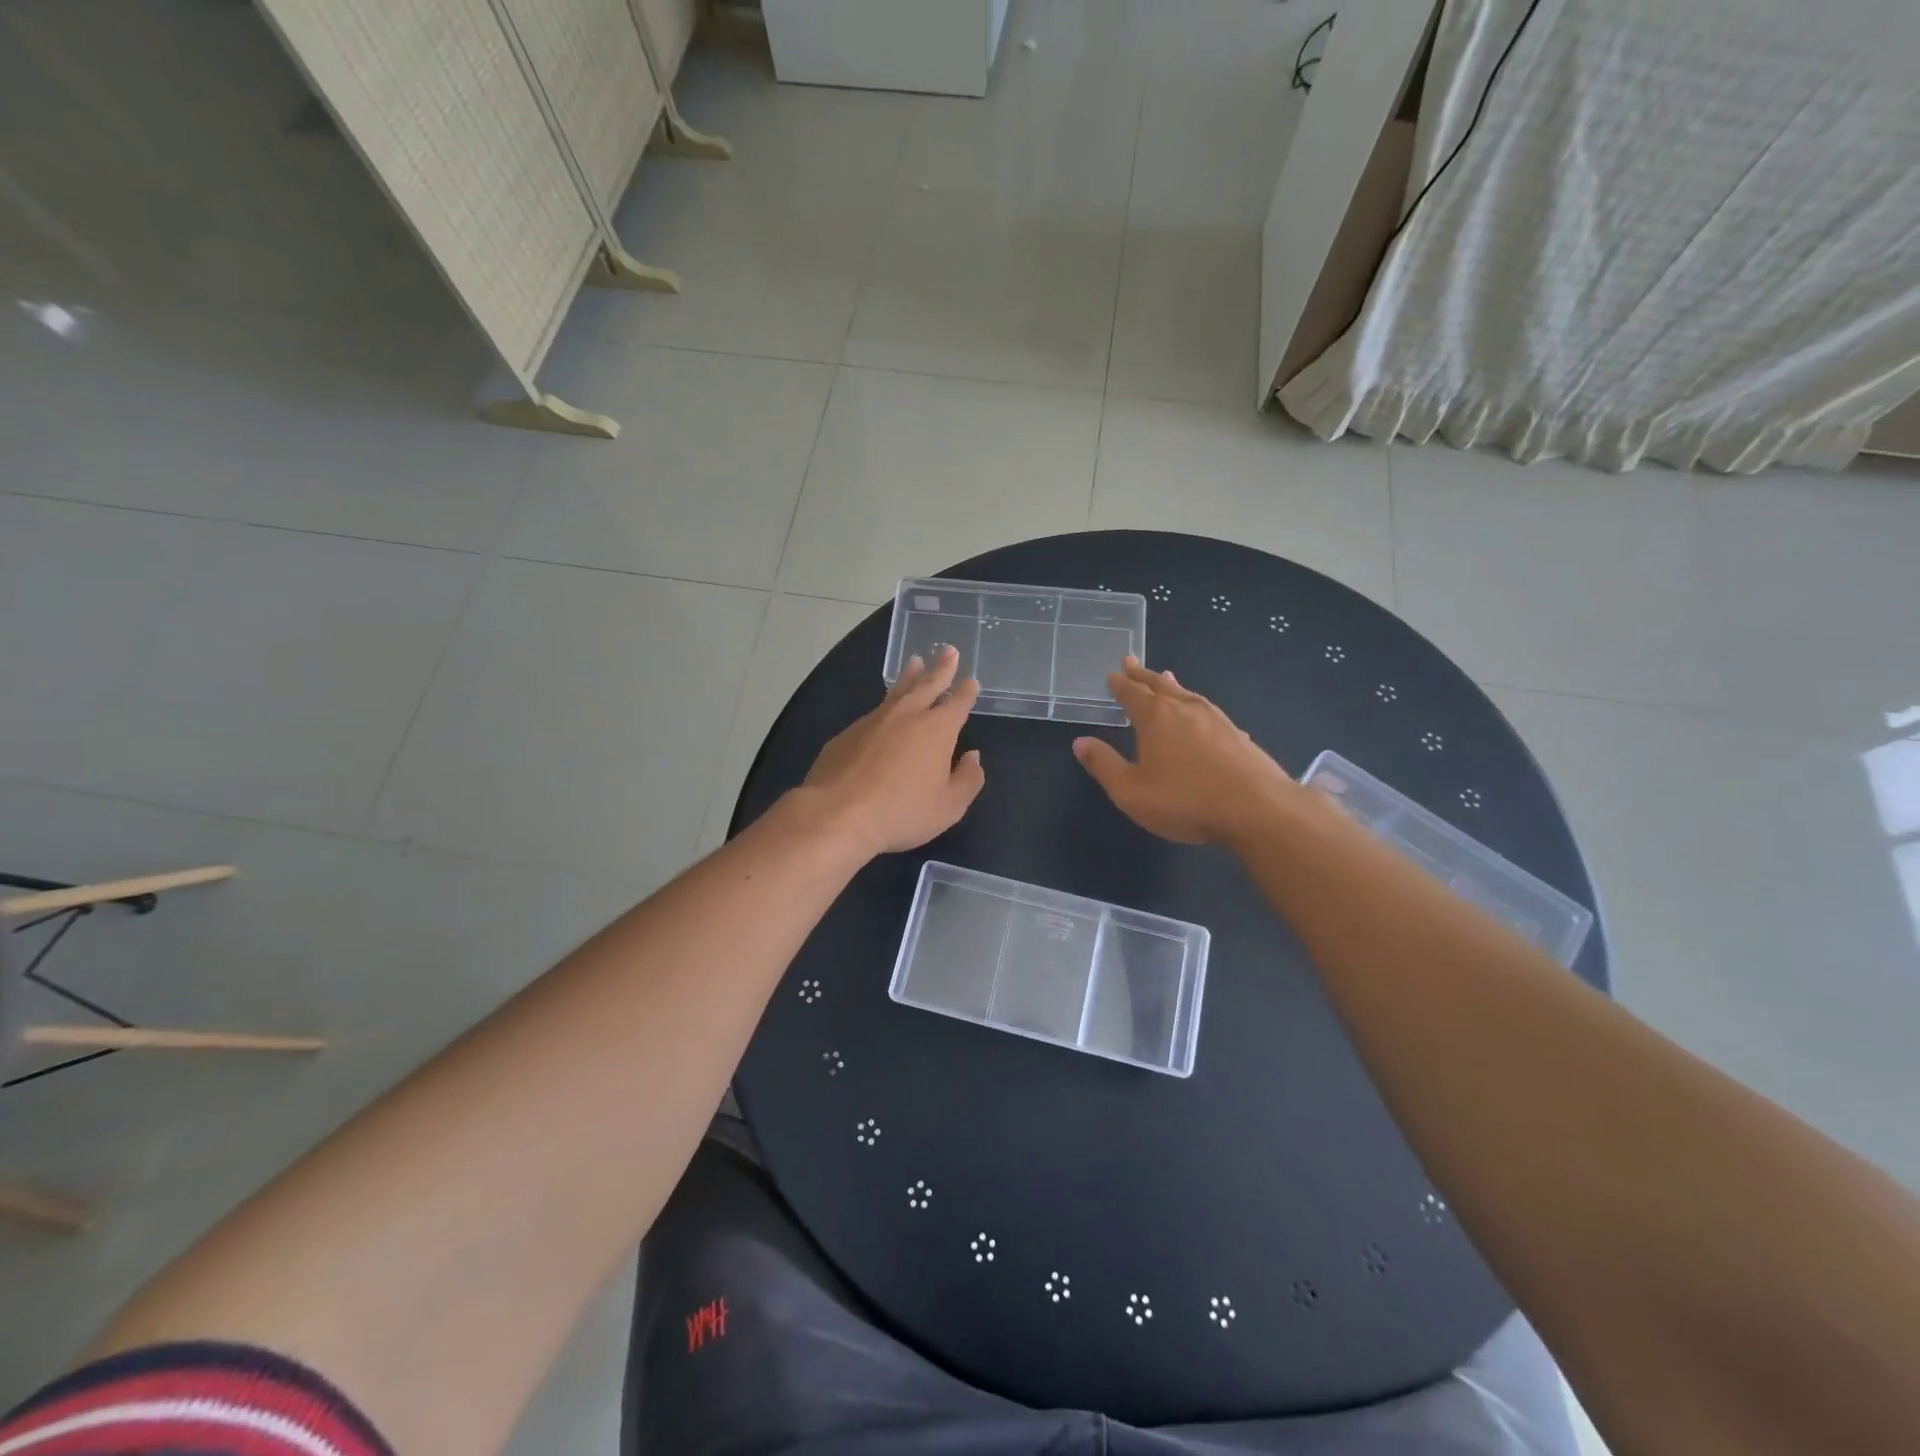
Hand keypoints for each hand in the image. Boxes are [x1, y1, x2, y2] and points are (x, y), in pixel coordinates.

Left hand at [800, 645, 985, 856]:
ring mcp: (873, 720)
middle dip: (941, 668)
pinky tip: (883, 713)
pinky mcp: (847, 733)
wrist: (838, 813)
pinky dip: (884, 706)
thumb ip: (967, 780)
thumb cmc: (902, 811)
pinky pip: (873, 713)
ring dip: (909, 676)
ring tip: (915, 662)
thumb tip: (973, 757)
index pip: (957, 703)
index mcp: (937, 729)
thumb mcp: (949, 806)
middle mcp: (907, 715)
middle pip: (927, 684)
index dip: (966, 691)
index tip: (971, 680)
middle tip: (948, 650)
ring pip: (897, 691)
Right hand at [1072, 657, 1294, 844]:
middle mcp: (1185, 709)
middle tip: (1131, 662)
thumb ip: (1104, 765)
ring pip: (1187, 694)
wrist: (1256, 809)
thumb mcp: (1131, 791)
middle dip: (1143, 676)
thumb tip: (1080, 742)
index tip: (1112, 673)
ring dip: (1172, 686)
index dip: (1120, 684)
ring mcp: (1216, 719)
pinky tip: (1202, 714)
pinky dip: (1196, 705)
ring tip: (1165, 678)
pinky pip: (1208, 711)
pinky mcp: (1238, 735)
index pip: (1132, 693)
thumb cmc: (1184, 800)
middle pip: (1159, 686)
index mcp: (1155, 717)